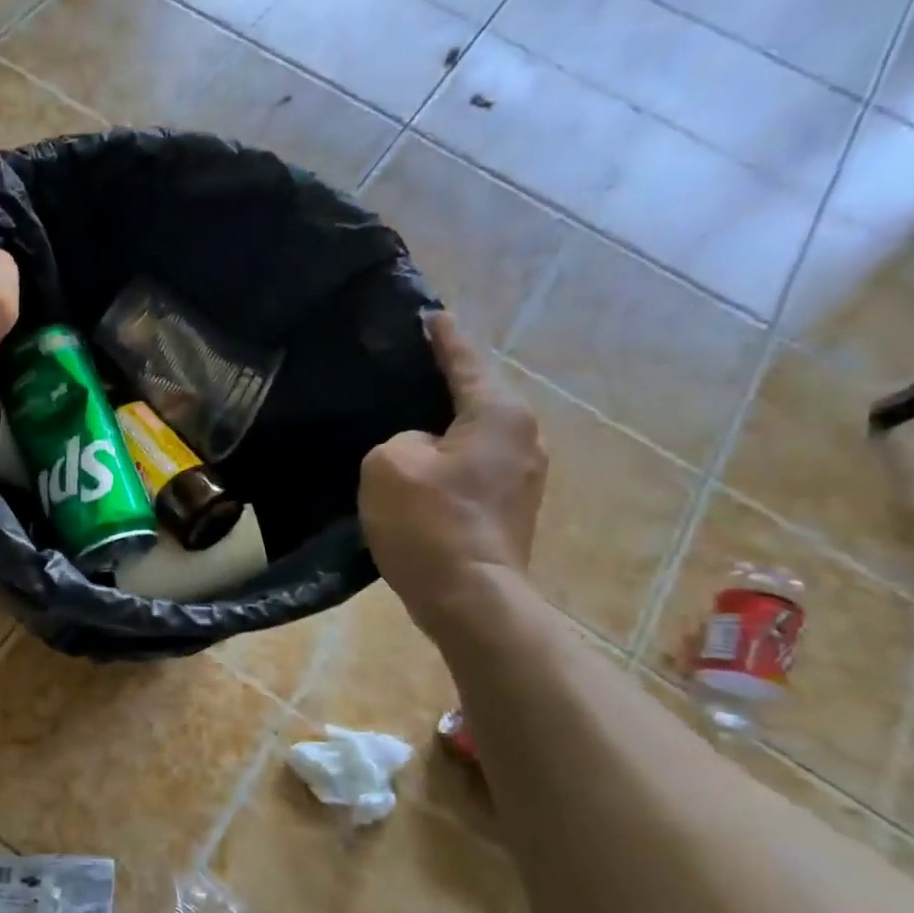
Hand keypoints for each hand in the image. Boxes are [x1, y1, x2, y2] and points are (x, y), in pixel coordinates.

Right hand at [358, 312, 546, 635]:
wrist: (470, 596)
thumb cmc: (429, 521)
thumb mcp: (389, 462)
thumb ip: (399, 437)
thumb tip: (420, 448)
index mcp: (499, 414)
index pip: (465, 361)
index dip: (443, 338)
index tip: (431, 315)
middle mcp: (523, 436)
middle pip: (477, 398)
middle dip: (445, 385)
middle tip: (407, 374)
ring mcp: (524, 476)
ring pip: (476, 435)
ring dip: (446, 429)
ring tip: (409, 424)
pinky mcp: (512, 507)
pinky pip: (475, 465)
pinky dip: (450, 460)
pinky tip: (422, 470)